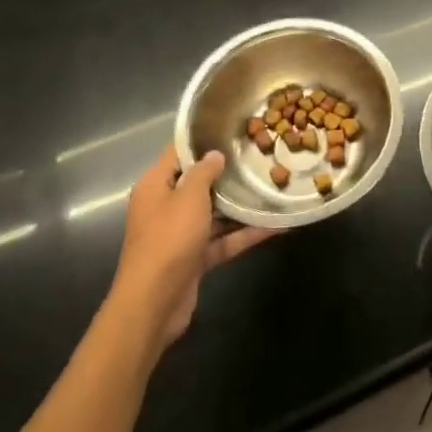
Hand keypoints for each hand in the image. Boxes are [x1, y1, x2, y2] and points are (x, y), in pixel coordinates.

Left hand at [109, 145, 273, 357]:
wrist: (154, 303)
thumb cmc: (168, 239)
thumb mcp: (189, 197)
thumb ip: (204, 172)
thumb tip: (215, 154)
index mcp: (155, 186)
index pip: (178, 153)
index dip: (202, 140)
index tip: (233, 129)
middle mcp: (166, 207)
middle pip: (199, 183)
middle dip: (228, 173)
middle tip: (261, 156)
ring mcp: (181, 234)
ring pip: (215, 213)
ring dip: (242, 205)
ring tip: (274, 187)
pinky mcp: (195, 258)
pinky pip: (224, 239)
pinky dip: (245, 234)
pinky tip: (277, 226)